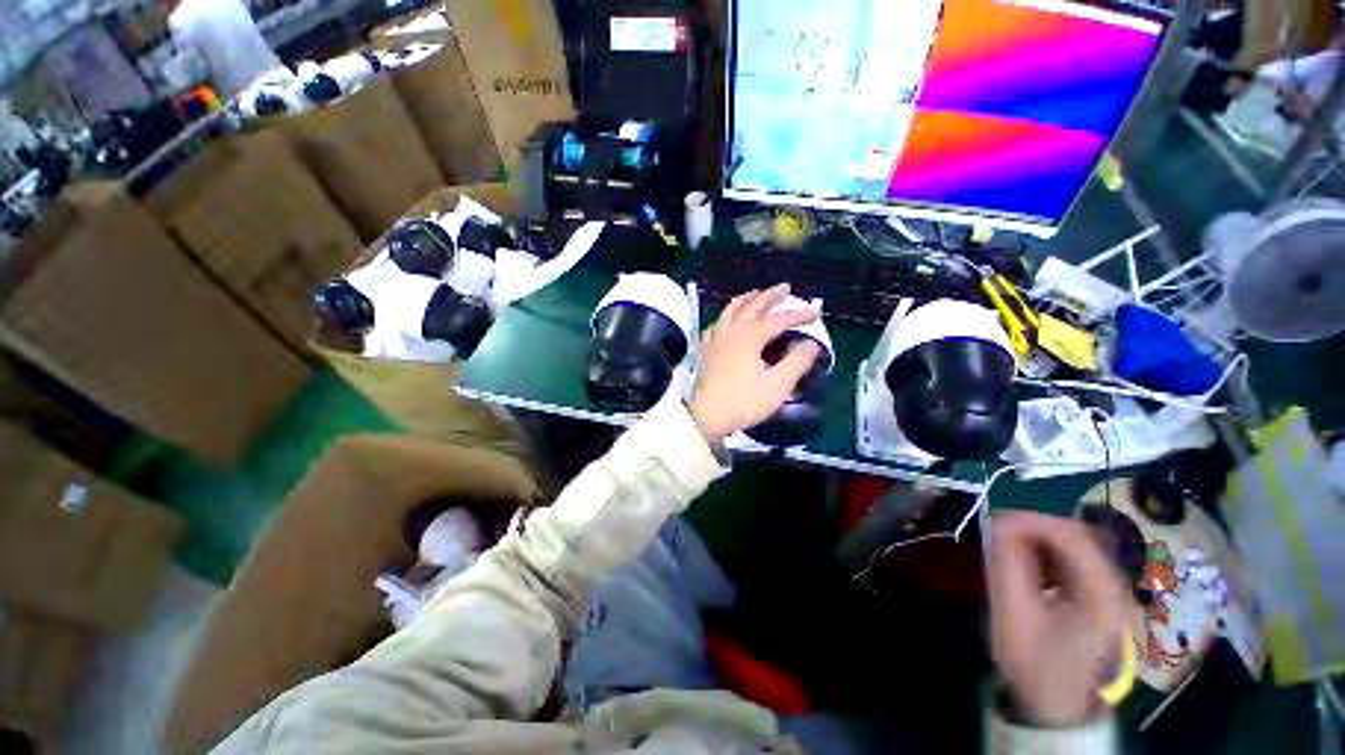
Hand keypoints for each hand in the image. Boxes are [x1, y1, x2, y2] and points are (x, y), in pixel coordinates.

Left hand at [688, 284, 820, 444]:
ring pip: (731, 310)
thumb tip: (810, 344)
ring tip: (756, 294)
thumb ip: (797, 362)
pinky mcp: (706, 350)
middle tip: (785, 287)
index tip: (815, 312)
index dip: (798, 315)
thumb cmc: (744, 401)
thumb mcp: (777, 384)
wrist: (707, 415)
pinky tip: (728, 320)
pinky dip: (727, 316)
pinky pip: (717, 324)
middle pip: (753, 306)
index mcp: (750, 337)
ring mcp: (716, 339)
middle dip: (771, 295)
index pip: (779, 320)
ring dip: (746, 299)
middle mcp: (732, 331)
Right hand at [989, 512, 1126, 727]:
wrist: (1057, 708)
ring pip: (1076, 547)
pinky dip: (1048, 556)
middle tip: (999, 534)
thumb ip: (1008, 564)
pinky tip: (1029, 569)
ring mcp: (1112, 594)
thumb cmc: (1036, 664)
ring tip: (1009, 551)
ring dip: (1040, 541)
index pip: (1073, 535)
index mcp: (1102, 593)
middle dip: (1036, 528)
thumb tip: (999, 523)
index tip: (995, 521)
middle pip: (1079, 536)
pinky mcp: (1102, 600)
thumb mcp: (1014, 614)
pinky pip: (1075, 563)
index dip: (1032, 520)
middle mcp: (1116, 588)